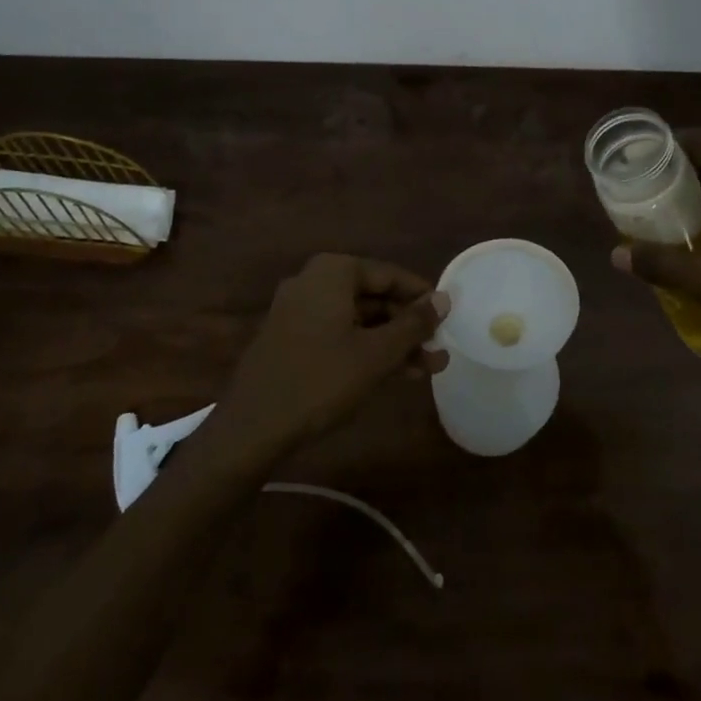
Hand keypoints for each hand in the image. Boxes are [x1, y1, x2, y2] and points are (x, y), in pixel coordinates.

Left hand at [209, 254, 449, 458]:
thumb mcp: (377, 353)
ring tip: (427, 369)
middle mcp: (313, 281)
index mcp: (333, 272)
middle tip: (439, 350)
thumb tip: (444, 298)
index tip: (447, 319)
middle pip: (374, 297)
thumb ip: (414, 324)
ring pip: (359, 319)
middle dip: (409, 326)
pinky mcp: (291, 338)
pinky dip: (366, 349)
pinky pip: (339, 334)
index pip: (390, 275)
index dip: (422, 298)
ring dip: (393, 342)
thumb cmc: (321, 380)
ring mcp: (298, 310)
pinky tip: (394, 374)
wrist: (252, 428)